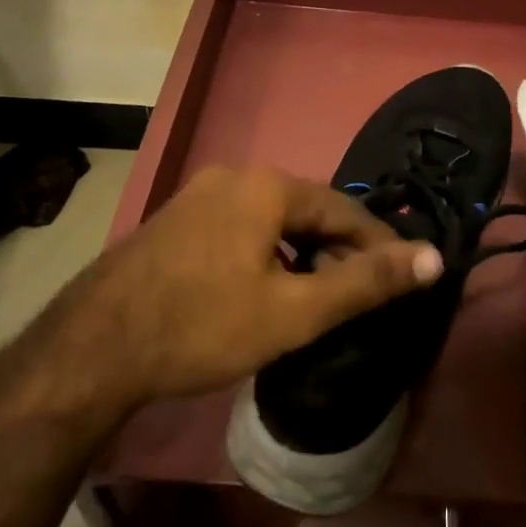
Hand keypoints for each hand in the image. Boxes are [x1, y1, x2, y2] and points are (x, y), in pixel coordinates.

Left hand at [17, 166, 443, 419]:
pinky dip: (267, 253)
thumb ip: (366, 283)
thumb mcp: (294, 311)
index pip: (344, 208)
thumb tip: (433, 258)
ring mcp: (199, 196)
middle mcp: (234, 177)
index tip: (402, 275)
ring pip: (272, 220)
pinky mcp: (176, 221)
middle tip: (359, 292)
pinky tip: (265, 288)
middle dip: (338, 250)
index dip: (377, 243)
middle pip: (307, 211)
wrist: (92, 349)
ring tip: (318, 295)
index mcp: (267, 186)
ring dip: (302, 253)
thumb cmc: (202, 326)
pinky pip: (241, 228)